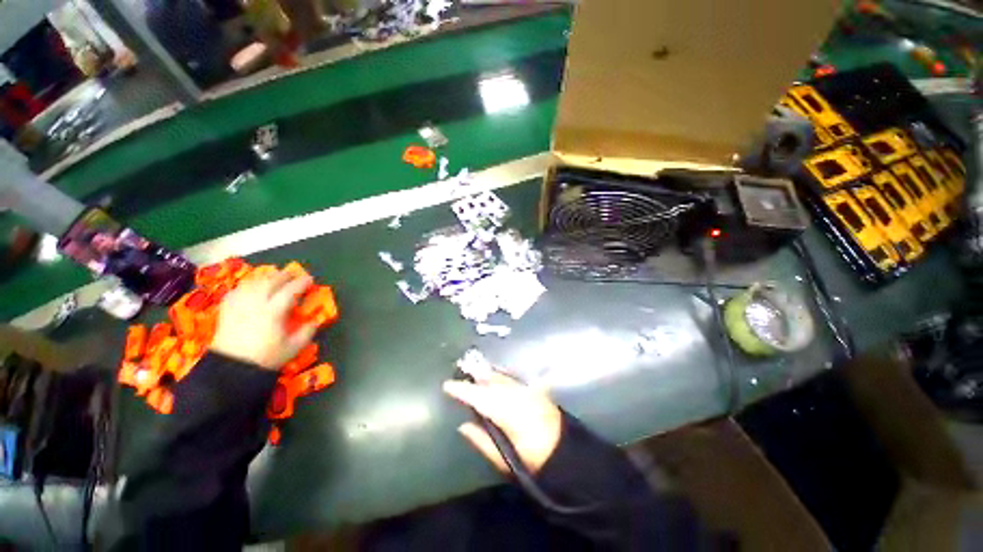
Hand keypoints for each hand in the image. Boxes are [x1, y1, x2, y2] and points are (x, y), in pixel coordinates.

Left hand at [210, 269, 317, 369]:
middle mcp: (256, 303)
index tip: (310, 279)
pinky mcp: (227, 309)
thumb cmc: (266, 357)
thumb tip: (316, 320)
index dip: (301, 283)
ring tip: (275, 277)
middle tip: (294, 274)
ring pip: (254, 282)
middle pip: (270, 282)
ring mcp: (240, 305)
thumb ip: (307, 331)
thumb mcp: (293, 347)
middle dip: (284, 275)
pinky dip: (248, 284)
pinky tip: (252, 287)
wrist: (231, 368)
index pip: (290, 290)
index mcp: (274, 312)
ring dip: (266, 277)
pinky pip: (238, 289)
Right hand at [443, 370, 562, 473]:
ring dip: (487, 375)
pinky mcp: (536, 391)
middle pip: (492, 383)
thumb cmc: (535, 463)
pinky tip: (494, 377)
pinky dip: (501, 378)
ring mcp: (529, 392)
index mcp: (510, 415)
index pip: (481, 398)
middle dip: (475, 378)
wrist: (568, 457)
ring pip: (502, 378)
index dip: (463, 391)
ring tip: (474, 373)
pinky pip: (513, 380)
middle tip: (460, 374)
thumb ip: (483, 441)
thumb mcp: (506, 459)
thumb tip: (463, 425)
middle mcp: (519, 397)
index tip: (447, 385)